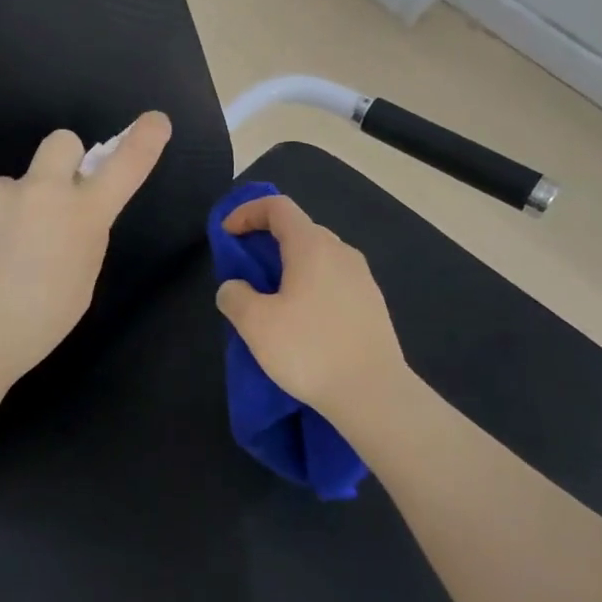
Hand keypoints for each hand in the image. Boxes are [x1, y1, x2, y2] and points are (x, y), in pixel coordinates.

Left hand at [0, 111, 172, 395]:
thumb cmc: (32, 327)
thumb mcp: (78, 286)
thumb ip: (81, 240)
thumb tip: (70, 220)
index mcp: (81, 217)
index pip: (123, 168)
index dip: (142, 142)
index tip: (155, 121)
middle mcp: (40, 192)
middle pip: (62, 142)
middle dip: (63, 160)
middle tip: (48, 202)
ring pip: (12, 190)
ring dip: (10, 213)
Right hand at [214, 194, 409, 423]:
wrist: (374, 394)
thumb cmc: (310, 350)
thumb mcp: (255, 324)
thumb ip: (234, 296)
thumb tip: (235, 287)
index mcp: (312, 246)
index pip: (277, 207)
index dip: (247, 212)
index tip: (227, 235)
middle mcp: (341, 252)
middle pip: (299, 229)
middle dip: (267, 241)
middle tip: (245, 269)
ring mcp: (362, 278)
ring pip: (318, 257)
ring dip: (289, 266)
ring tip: (271, 298)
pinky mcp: (372, 305)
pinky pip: (333, 280)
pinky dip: (310, 286)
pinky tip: (302, 321)